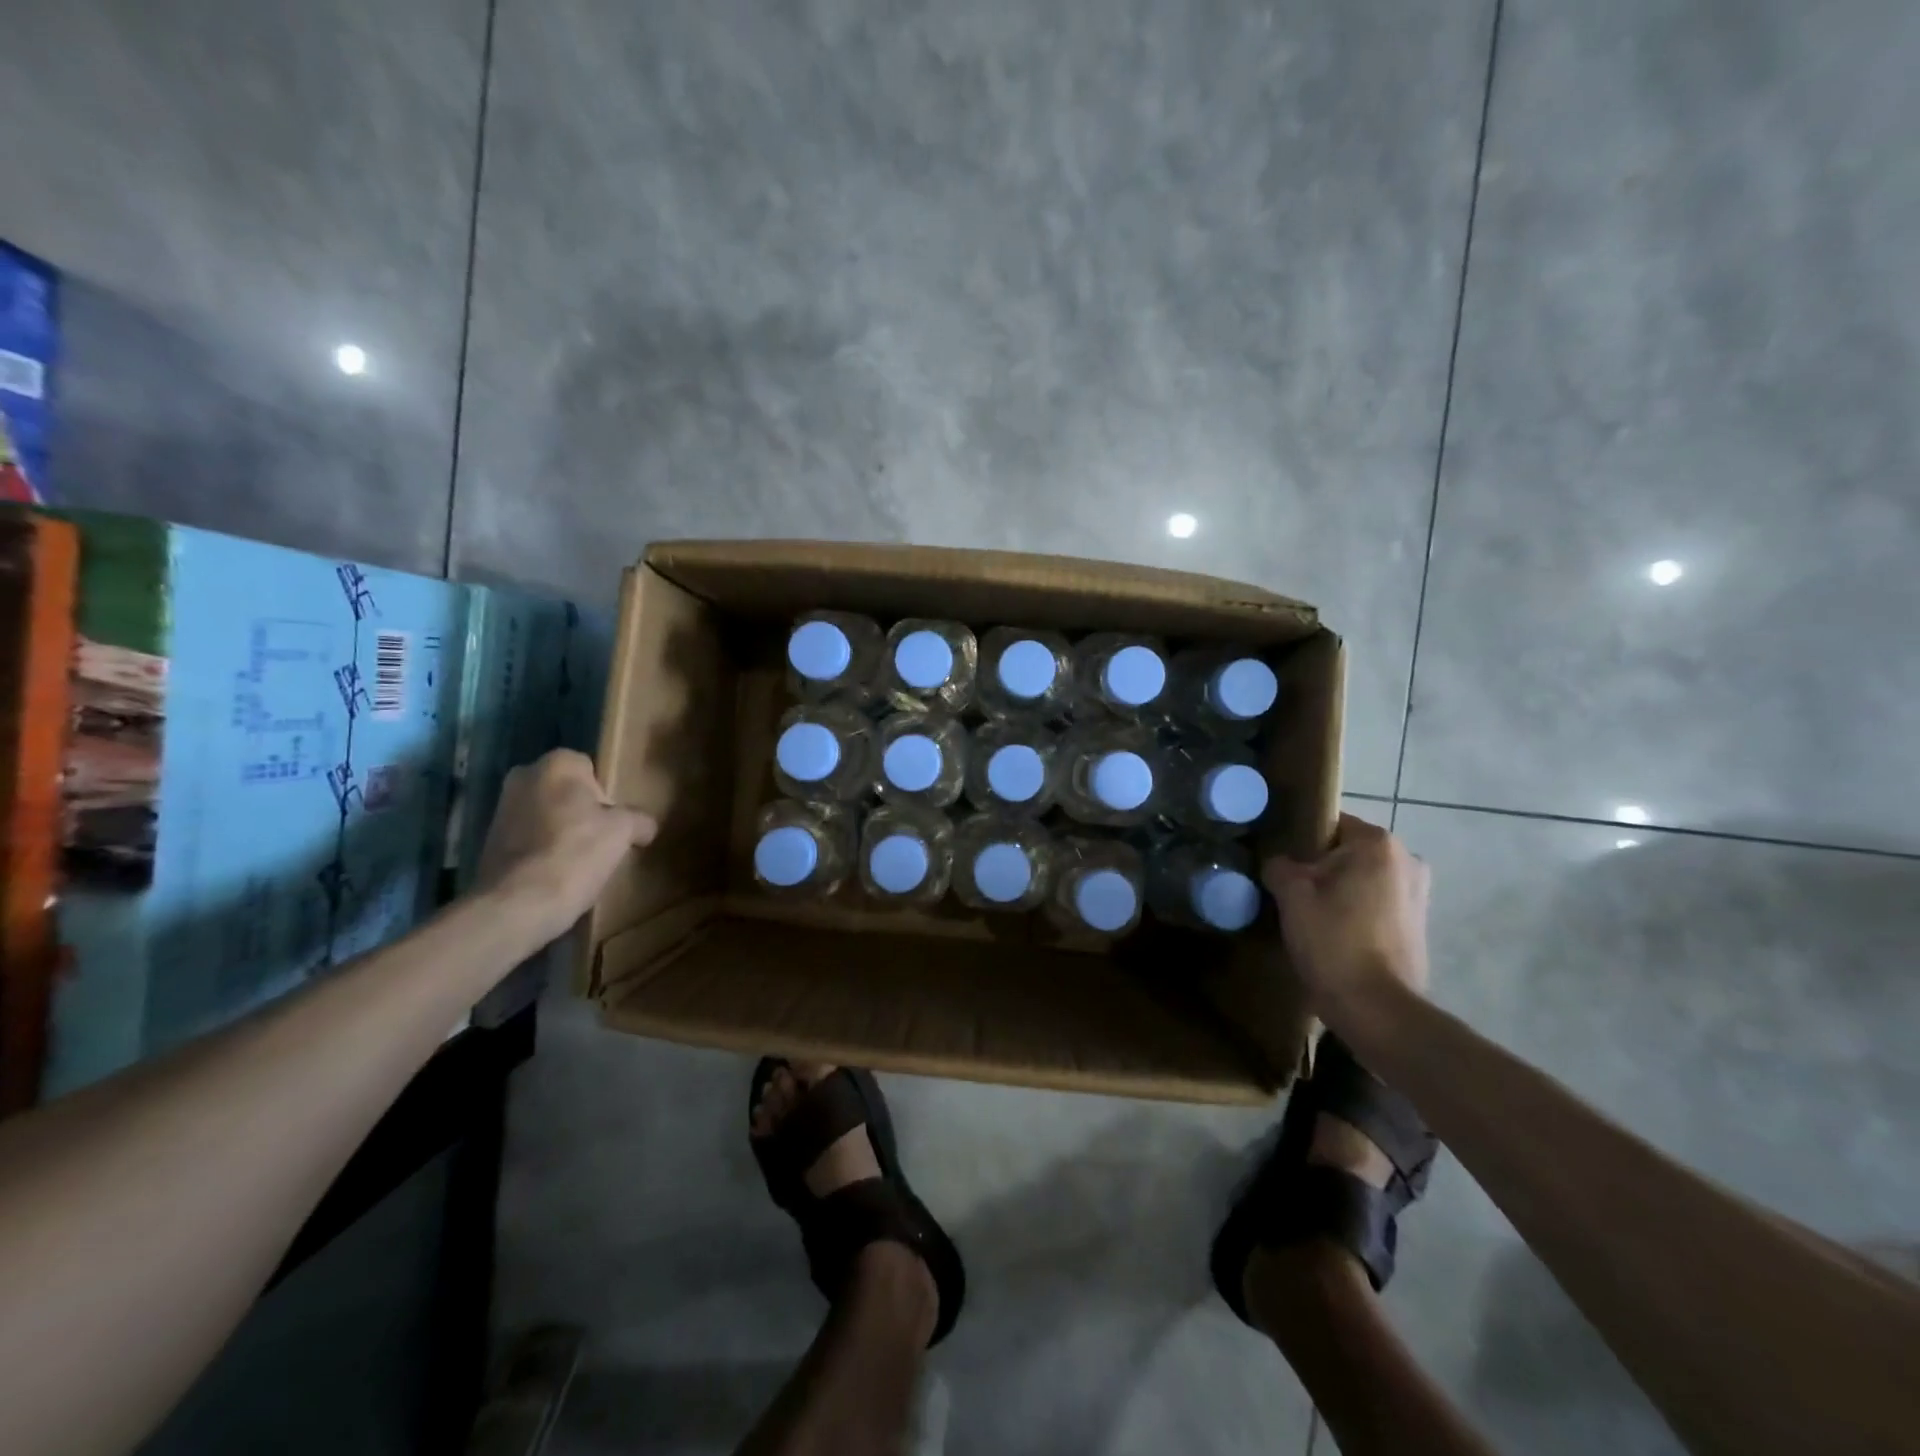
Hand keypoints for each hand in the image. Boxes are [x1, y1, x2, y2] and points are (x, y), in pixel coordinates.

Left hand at [475, 749, 656, 941]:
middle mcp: (523, 777)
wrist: (518, 905)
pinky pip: (528, 840)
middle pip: (566, 792)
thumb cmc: (576, 853)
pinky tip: (557, 874)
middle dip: (582, 812)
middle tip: (602, 840)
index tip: (616, 822)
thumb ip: (638, 820)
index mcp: (556, 764)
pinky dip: (543, 852)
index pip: (591, 769)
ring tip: (580, 861)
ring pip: (546, 816)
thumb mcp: (624, 831)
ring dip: (562, 832)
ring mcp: (500, 810)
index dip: (607, 795)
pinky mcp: (488, 843)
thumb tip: (645, 826)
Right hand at [1264, 814, 1429, 1021]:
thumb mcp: (1291, 895)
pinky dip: (1357, 912)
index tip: (1279, 861)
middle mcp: (1408, 860)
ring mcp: (1419, 894)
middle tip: (1289, 890)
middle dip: (1320, 867)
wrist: (1376, 1009)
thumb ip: (1280, 866)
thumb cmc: (1333, 940)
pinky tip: (1334, 934)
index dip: (1300, 840)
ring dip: (1339, 890)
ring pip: (1364, 879)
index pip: (1330, 823)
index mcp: (1378, 844)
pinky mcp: (1419, 926)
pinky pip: (1377, 904)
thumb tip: (1279, 864)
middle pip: (1348, 852)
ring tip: (1310, 915)